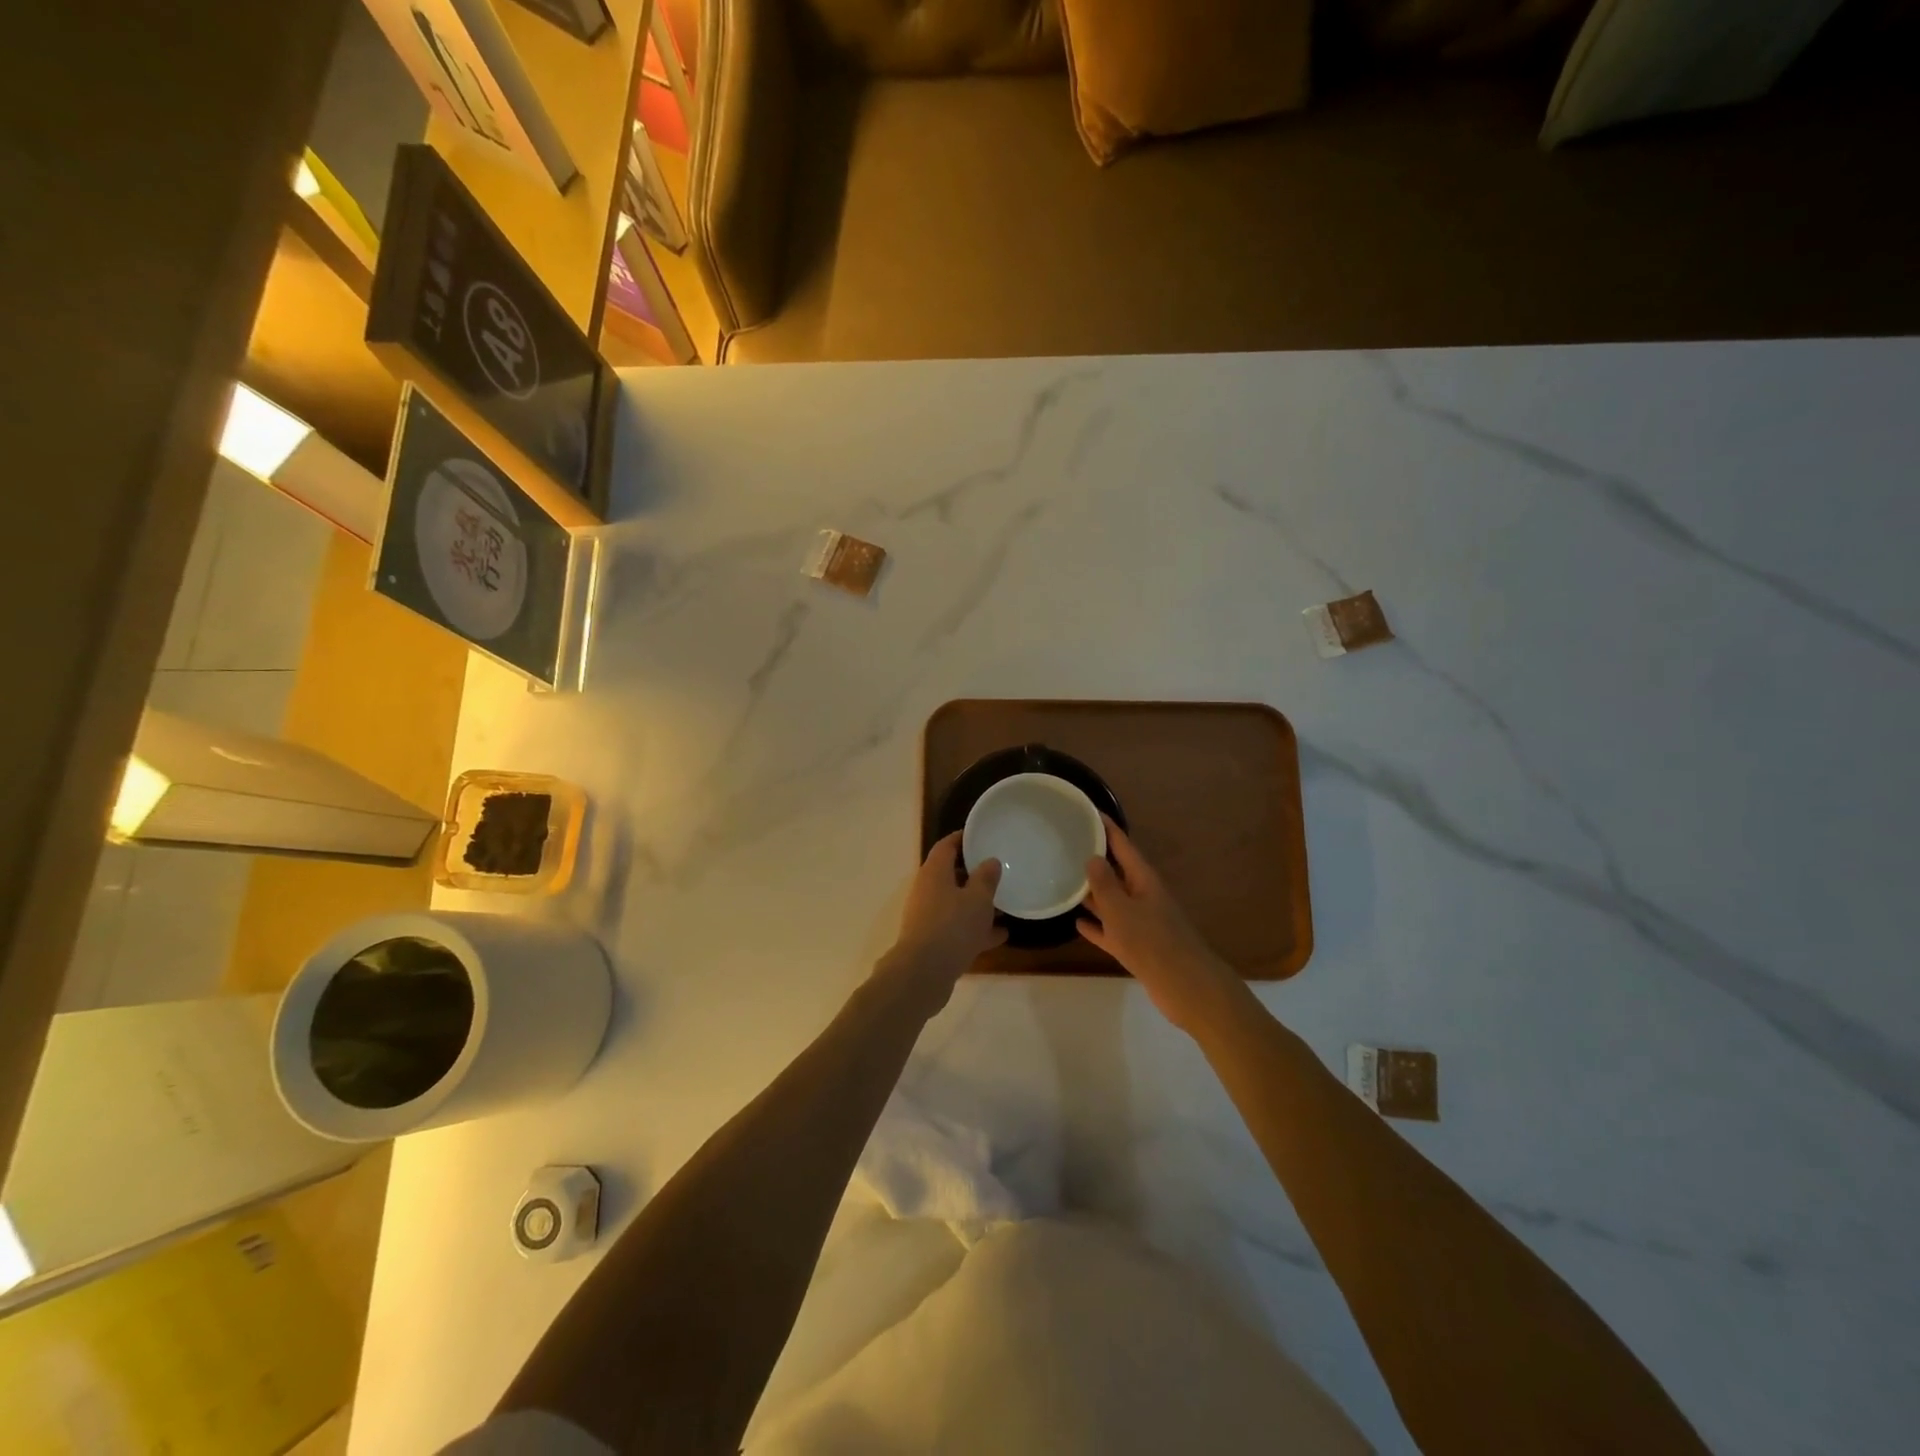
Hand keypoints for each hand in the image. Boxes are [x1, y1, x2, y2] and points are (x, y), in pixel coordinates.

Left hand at [876, 832, 1005, 1011]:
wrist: (923, 974)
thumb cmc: (952, 927)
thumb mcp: (977, 899)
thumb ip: (986, 878)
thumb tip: (990, 861)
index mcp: (934, 872)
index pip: (947, 846)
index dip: (963, 838)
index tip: (981, 836)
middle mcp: (927, 890)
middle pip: (951, 874)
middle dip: (974, 873)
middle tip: (998, 870)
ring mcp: (928, 916)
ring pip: (956, 903)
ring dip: (977, 904)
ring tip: (1005, 905)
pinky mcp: (933, 940)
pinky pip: (957, 927)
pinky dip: (976, 929)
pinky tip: (1001, 935)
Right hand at [1080, 819, 1250, 1034]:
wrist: (1186, 987)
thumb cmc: (1153, 942)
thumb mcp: (1122, 910)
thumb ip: (1105, 884)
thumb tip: (1093, 857)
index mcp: (1144, 880)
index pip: (1123, 845)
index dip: (1107, 828)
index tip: (1088, 811)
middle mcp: (1143, 896)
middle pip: (1117, 872)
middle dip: (1096, 859)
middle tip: (1067, 845)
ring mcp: (1141, 922)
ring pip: (1112, 902)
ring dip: (1093, 893)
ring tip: (1066, 881)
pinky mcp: (1137, 947)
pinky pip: (1112, 930)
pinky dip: (1097, 926)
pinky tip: (1078, 923)